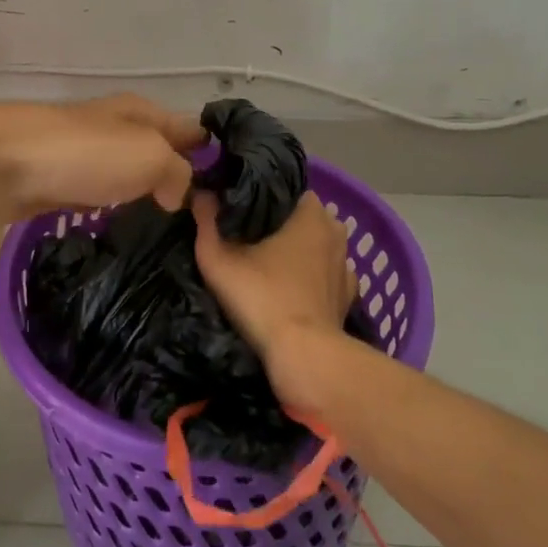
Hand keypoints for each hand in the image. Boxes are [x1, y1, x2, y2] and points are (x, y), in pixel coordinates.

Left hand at [0, 95, 204, 224]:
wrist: (0, 164)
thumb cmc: (83, 153)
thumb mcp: (149, 155)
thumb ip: (178, 173)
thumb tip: (178, 195)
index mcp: (142, 112)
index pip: (191, 128)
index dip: (213, 154)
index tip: (237, 192)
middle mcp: (117, 129)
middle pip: (160, 152)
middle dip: (181, 179)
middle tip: (208, 223)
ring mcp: (86, 156)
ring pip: (130, 176)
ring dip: (147, 196)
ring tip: (174, 232)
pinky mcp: (60, 184)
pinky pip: (101, 196)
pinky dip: (114, 209)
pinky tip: (126, 231)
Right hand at [191, 191, 354, 410]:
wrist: (303, 356)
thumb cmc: (262, 298)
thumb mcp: (219, 260)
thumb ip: (206, 222)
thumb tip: (200, 193)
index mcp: (310, 213)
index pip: (286, 190)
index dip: (261, 197)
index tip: (239, 209)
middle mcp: (335, 231)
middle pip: (302, 216)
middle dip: (279, 223)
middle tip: (248, 236)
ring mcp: (345, 265)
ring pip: (317, 245)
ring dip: (298, 251)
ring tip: (268, 263)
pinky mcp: (347, 295)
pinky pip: (326, 275)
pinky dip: (312, 278)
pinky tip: (291, 289)